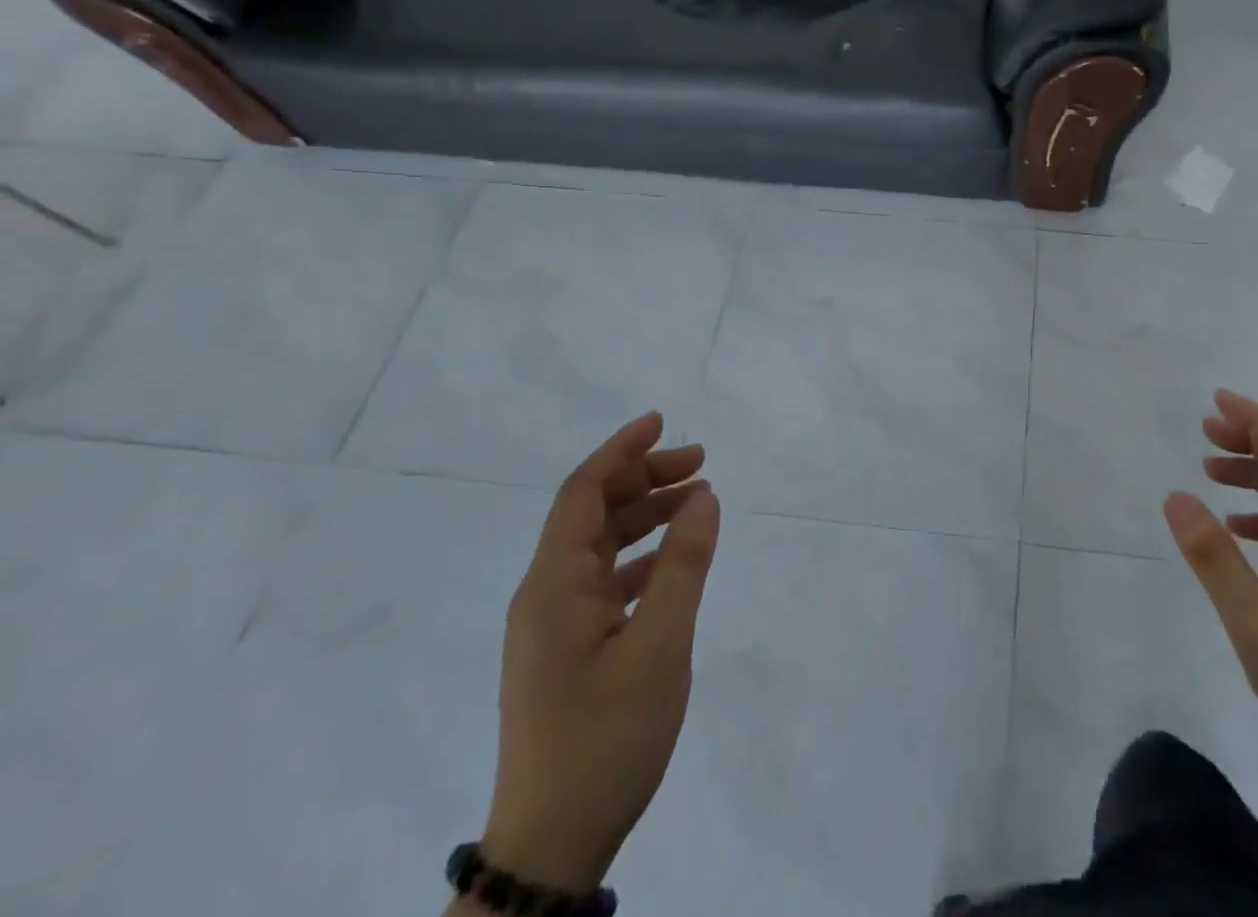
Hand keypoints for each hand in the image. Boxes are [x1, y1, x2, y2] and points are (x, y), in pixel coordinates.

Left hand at [481, 413, 720, 891]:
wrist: (552, 844)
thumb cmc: (605, 737)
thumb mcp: (660, 644)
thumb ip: (684, 564)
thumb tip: (704, 496)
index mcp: (554, 586)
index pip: (582, 493)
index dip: (621, 451)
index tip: (662, 421)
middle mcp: (546, 595)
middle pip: (592, 514)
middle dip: (644, 479)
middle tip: (700, 463)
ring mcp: (554, 626)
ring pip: (600, 547)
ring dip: (646, 516)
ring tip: (698, 501)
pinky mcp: (567, 652)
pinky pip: (605, 582)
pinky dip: (642, 558)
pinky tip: (676, 562)